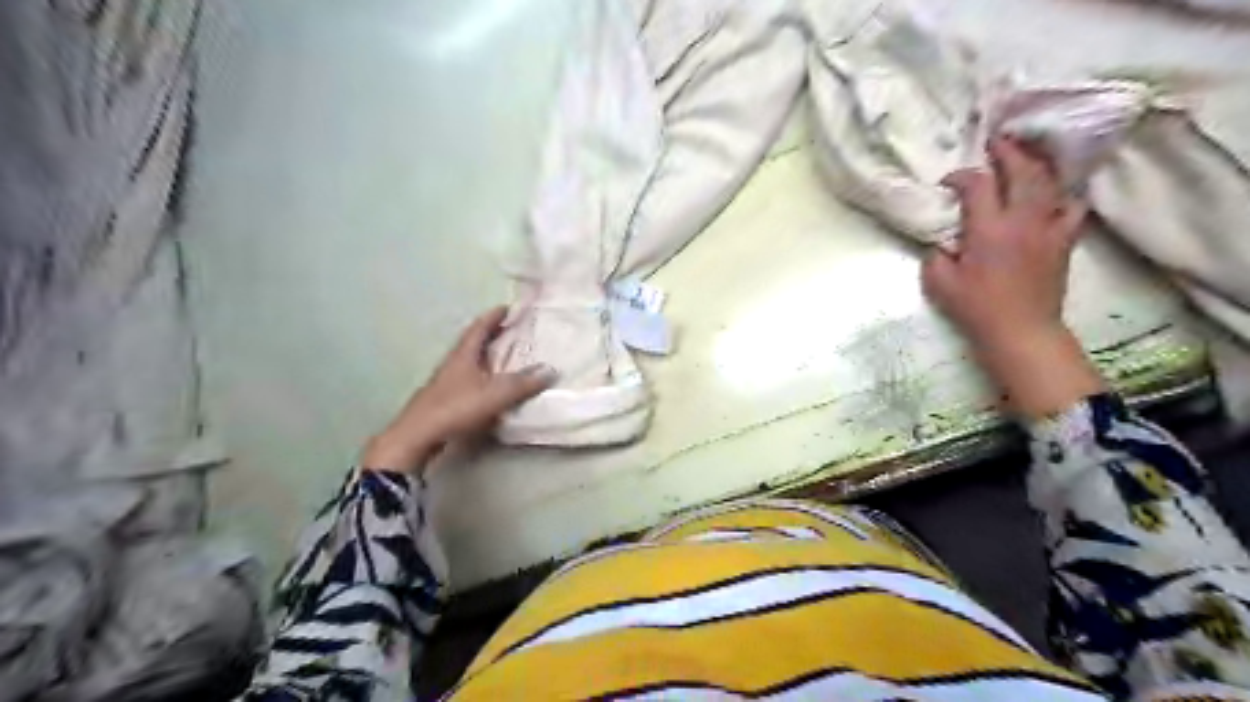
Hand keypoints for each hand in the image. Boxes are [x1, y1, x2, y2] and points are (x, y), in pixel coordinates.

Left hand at [361, 305, 557, 469]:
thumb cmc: (456, 408)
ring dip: (487, 356)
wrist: (418, 436)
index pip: (479, 328)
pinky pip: (468, 380)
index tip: (508, 308)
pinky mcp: (444, 400)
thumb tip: (551, 370)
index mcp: (464, 354)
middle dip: (492, 335)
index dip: (494, 316)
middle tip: (511, 331)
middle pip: (473, 342)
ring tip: (505, 358)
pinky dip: (482, 377)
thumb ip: (523, 382)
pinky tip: (490, 387)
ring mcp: (447, 382)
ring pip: (470, 362)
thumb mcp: (496, 394)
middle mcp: (454, 363)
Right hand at [916, 136, 1100, 415]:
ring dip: (1036, 164)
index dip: (961, 176)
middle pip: (1022, 170)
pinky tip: (1053, 192)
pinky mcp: (1064, 240)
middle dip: (1007, 151)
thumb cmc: (976, 308)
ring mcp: (1049, 227)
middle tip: (995, 141)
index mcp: (988, 229)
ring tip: (1024, 155)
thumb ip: (935, 255)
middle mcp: (1023, 220)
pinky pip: (1072, 205)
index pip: (978, 185)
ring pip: (1050, 182)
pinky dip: (1063, 193)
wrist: (1020, 330)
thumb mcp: (939, 282)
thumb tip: (941, 240)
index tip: (948, 182)